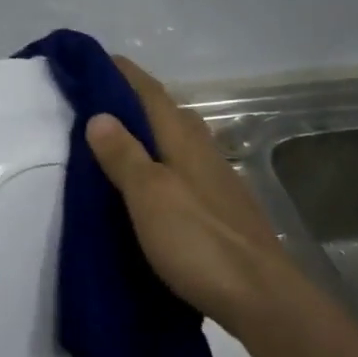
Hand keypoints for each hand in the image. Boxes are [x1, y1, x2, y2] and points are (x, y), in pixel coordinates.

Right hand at [85, 56, 299, 337]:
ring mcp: (217, 179)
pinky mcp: (222, 207)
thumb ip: (124, 155)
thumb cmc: (198, 240)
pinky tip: (151, 181)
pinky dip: (160, 161)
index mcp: (183, 139)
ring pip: (177, 140)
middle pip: (167, 112)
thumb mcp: (149, 195)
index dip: (124, 74)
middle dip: (134, 100)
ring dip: (148, 132)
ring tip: (117, 139)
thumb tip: (98, 114)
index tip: (96, 61)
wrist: (261, 295)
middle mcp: (203, 150)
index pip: (150, 92)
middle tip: (98, 101)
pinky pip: (183, 167)